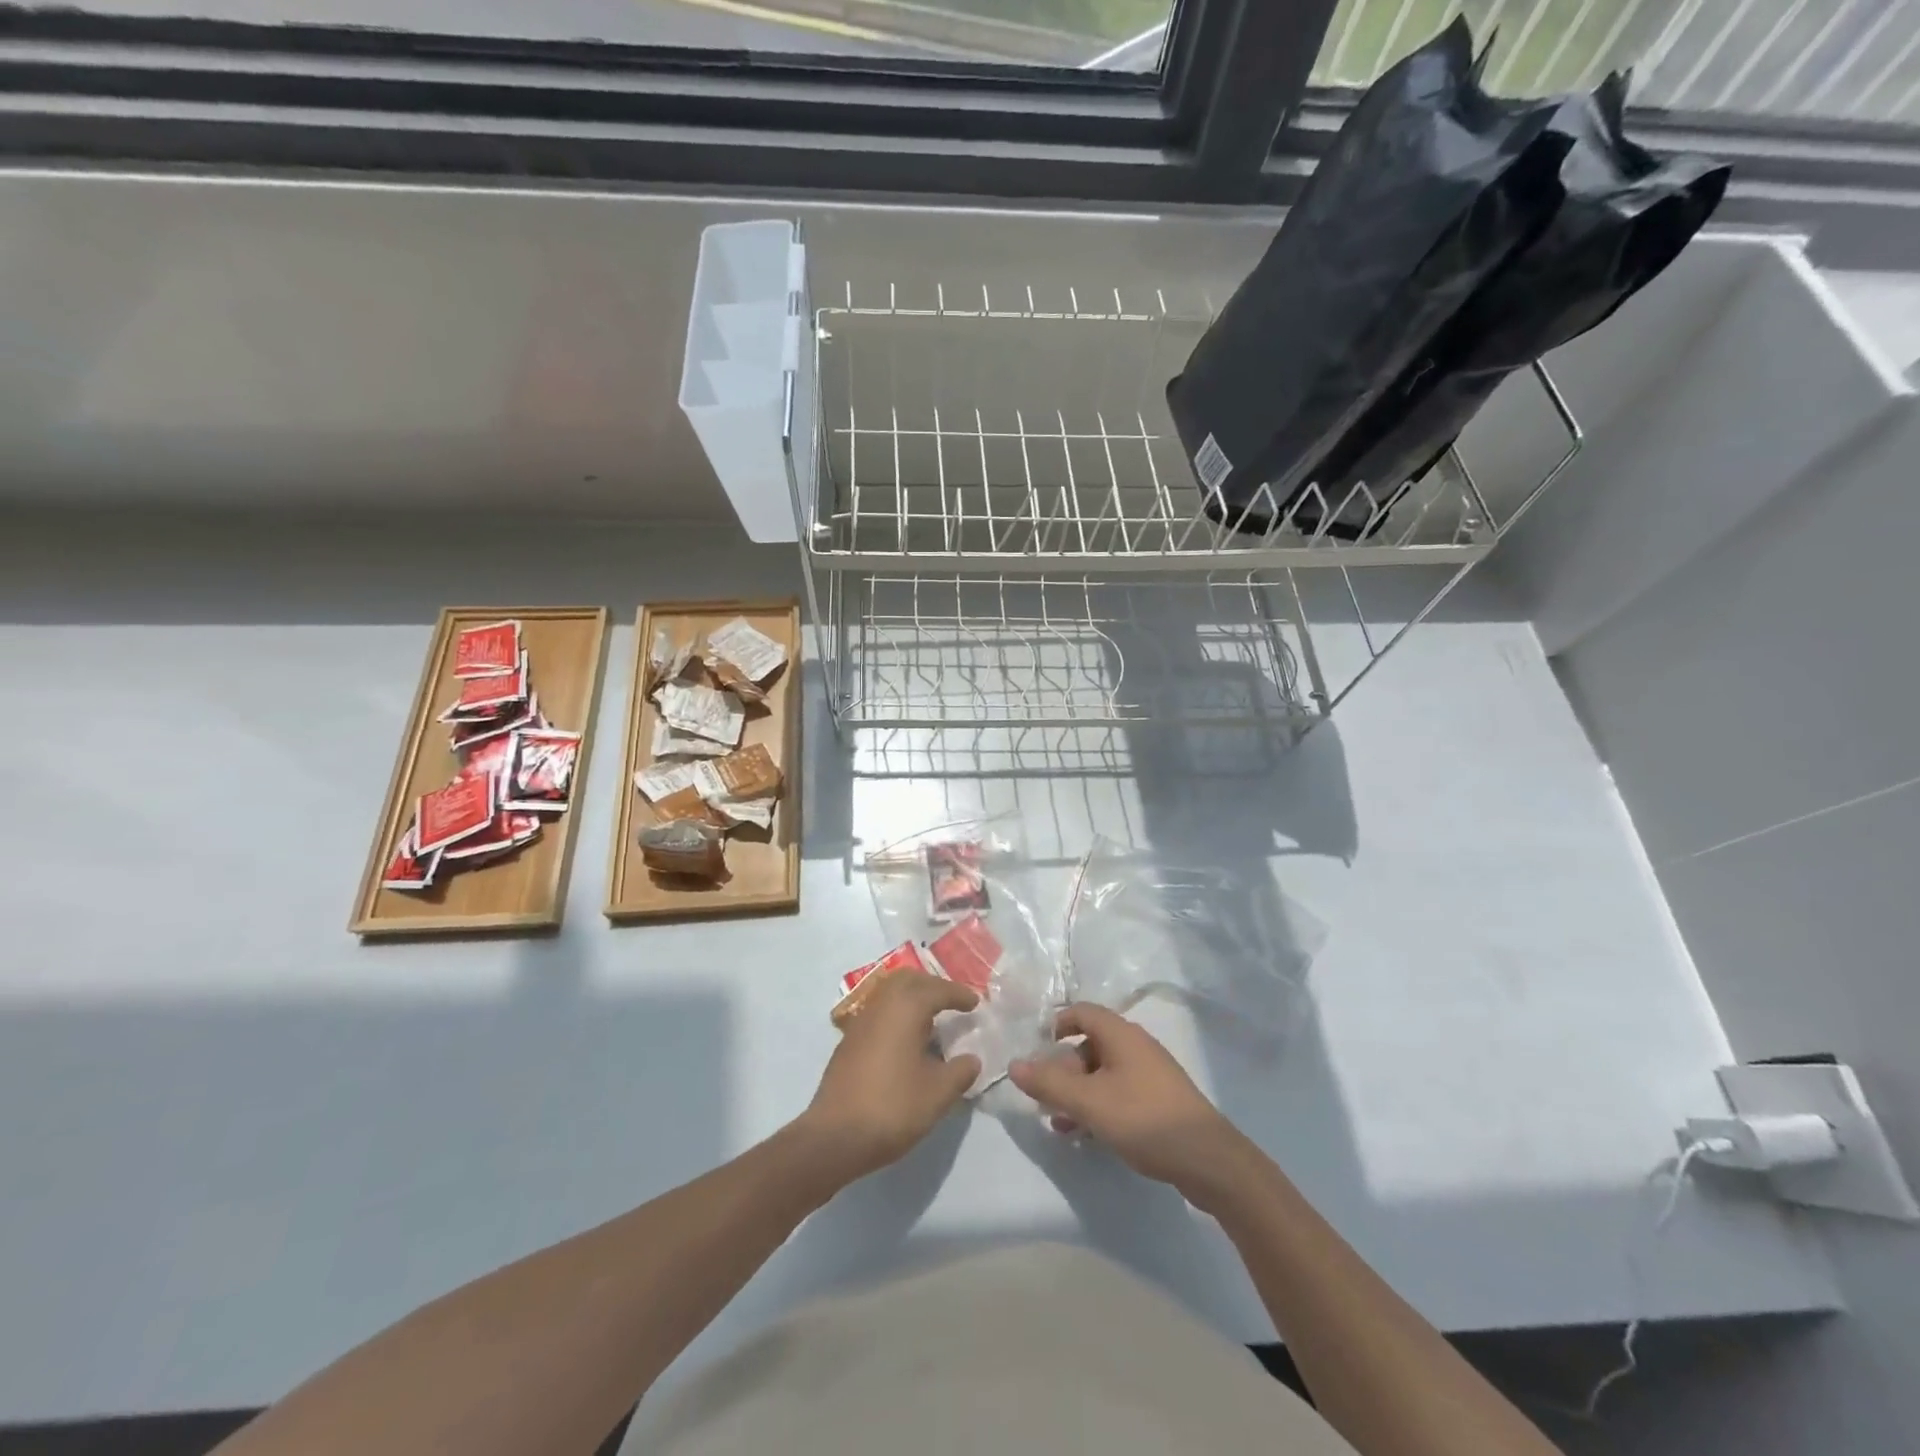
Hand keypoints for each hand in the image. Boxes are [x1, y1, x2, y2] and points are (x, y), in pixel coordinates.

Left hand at [795, 972, 980, 1184]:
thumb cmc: (892, 1107)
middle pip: (909, 980)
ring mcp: (861, 1021)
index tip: (975, 1003)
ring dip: (912, 999)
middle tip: (952, 1003)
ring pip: (890, 994)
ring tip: (932, 1021)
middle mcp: (881, 1005)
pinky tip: (907, 1041)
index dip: (959, 995)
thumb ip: (960, 1072)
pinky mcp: (849, 1041)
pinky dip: (897, 1015)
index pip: (937, 989)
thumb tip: (971, 1059)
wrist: (834, 1136)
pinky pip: (879, 1012)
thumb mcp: (938, 1094)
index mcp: (905, 1008)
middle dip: (932, 986)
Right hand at [1009, 1003, 1248, 1197]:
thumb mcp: (1089, 1102)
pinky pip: (1119, 1093)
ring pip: (1103, 1073)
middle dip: (1063, 1070)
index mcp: (1120, 1035)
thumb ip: (1049, 1084)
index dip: (1057, 1025)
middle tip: (1047, 1100)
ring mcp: (1150, 1074)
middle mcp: (1136, 1046)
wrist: (1209, 1160)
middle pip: (1090, 1045)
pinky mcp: (1160, 1101)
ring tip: (1061, 1124)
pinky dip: (1099, 1106)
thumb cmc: (1144, 1119)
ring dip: (1078, 1093)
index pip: (1082, 1012)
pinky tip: (1088, 1135)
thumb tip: (1014, 1064)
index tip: (1038, 1050)